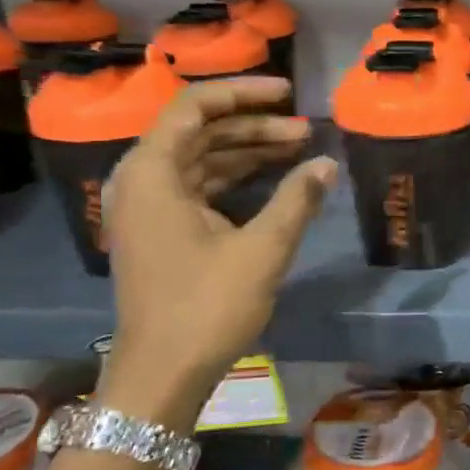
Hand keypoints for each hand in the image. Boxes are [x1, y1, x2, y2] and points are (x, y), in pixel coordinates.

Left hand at [101, 76, 336, 431]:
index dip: (243, 92)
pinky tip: (273, 182)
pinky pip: (198, 187)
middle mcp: (142, 181)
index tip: (288, 94)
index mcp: (153, 173)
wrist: (160, 376)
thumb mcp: (261, 250)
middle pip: (199, 131)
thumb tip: (327, 163)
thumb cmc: (205, 307)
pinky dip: (234, 179)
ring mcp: (148, 208)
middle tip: (305, 129)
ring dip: (247, 151)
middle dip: (253, 125)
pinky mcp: (160, 232)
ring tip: (299, 149)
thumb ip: (296, 199)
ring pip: (201, 160)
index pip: (194, 107)